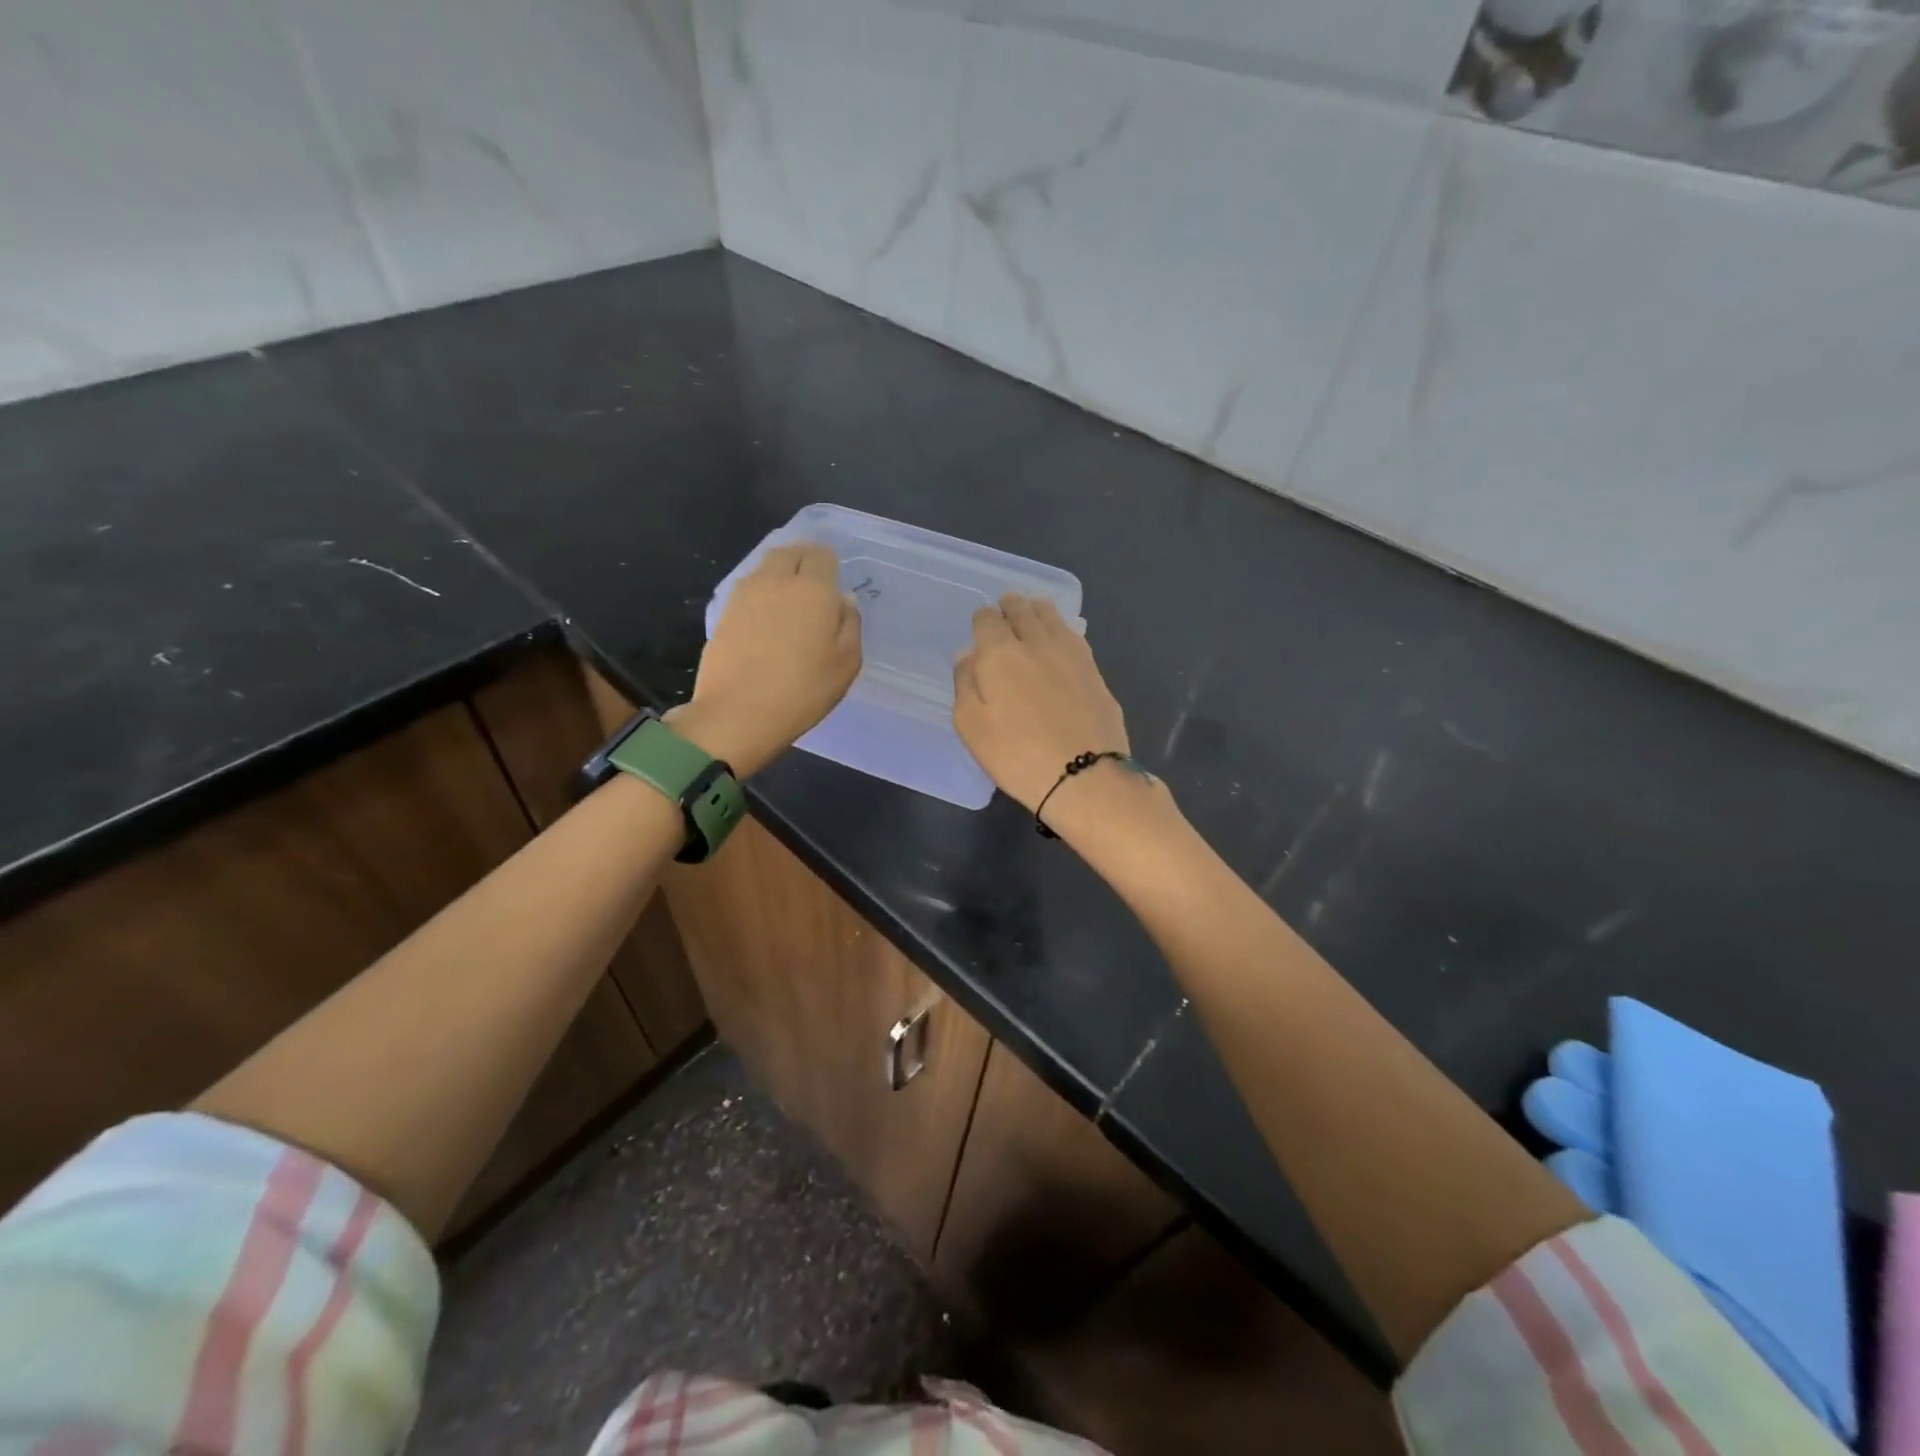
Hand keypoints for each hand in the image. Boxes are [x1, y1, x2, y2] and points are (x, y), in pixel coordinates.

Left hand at [673, 543, 861, 777]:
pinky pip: (749, 588)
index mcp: (813, 589)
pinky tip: (767, 616)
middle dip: (803, 559)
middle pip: (790, 552)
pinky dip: (762, 592)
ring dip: (780, 573)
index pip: (822, 555)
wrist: (737, 714)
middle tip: (813, 584)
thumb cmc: (802, 690)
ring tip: (790, 599)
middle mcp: (777, 580)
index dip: (829, 565)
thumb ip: (850, 625)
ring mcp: (746, 594)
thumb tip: (842, 600)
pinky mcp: (724, 612)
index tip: (833, 583)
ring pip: (767, 566)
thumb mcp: (846, 664)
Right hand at [953, 594, 1130, 814]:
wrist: (1084, 776)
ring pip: (1051, 616)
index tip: (981, 628)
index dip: (981, 620)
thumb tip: (969, 655)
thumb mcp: (971, 727)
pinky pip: (1073, 636)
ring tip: (1032, 616)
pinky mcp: (1095, 670)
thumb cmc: (1016, 756)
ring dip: (1037, 611)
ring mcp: (1071, 654)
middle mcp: (1036, 642)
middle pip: (1021, 609)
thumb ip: (965, 684)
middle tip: (1006, 611)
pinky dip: (1061, 630)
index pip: (987, 619)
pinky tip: (1059, 641)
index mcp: (1000, 653)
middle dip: (1010, 607)